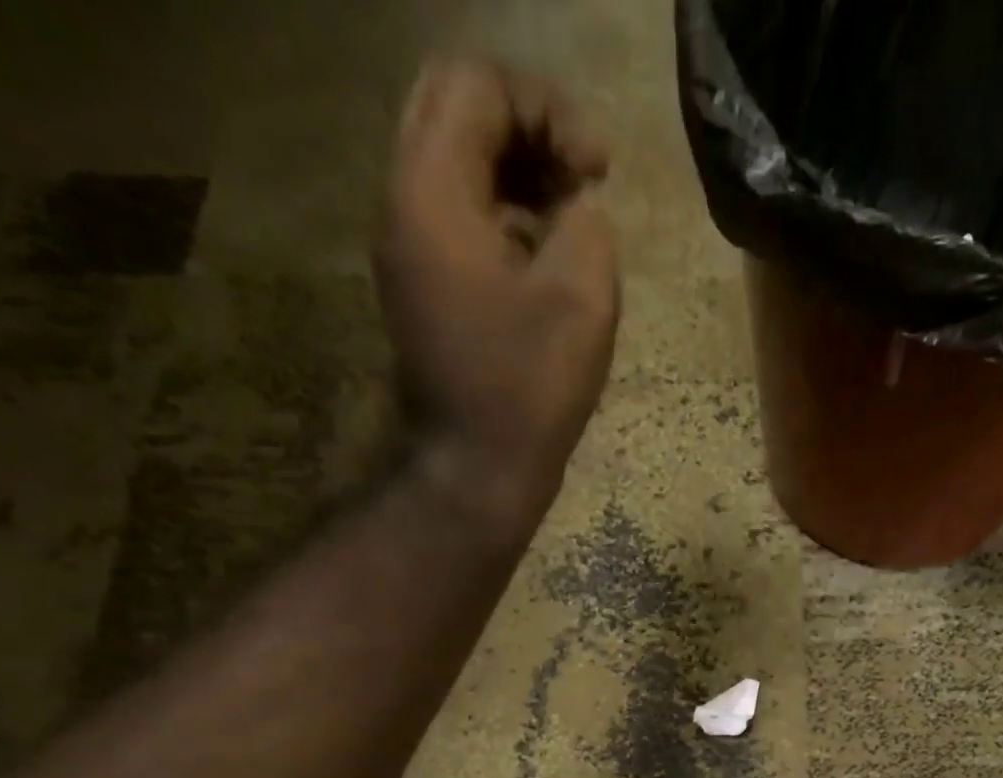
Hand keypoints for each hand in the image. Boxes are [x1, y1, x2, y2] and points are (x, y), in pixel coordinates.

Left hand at [376, 59, 618, 535]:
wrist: (477, 469)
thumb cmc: (529, 390)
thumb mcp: (581, 297)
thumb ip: (584, 222)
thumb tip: (574, 205)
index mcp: (433, 193)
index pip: (478, 84)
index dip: (550, 109)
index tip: (598, 173)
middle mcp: (404, 204)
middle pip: (455, 108)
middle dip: (529, 127)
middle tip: (581, 177)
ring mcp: (408, 248)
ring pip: (454, 159)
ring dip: (517, 169)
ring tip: (571, 215)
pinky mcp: (424, 285)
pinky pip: (458, 213)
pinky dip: (504, 212)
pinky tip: (545, 257)